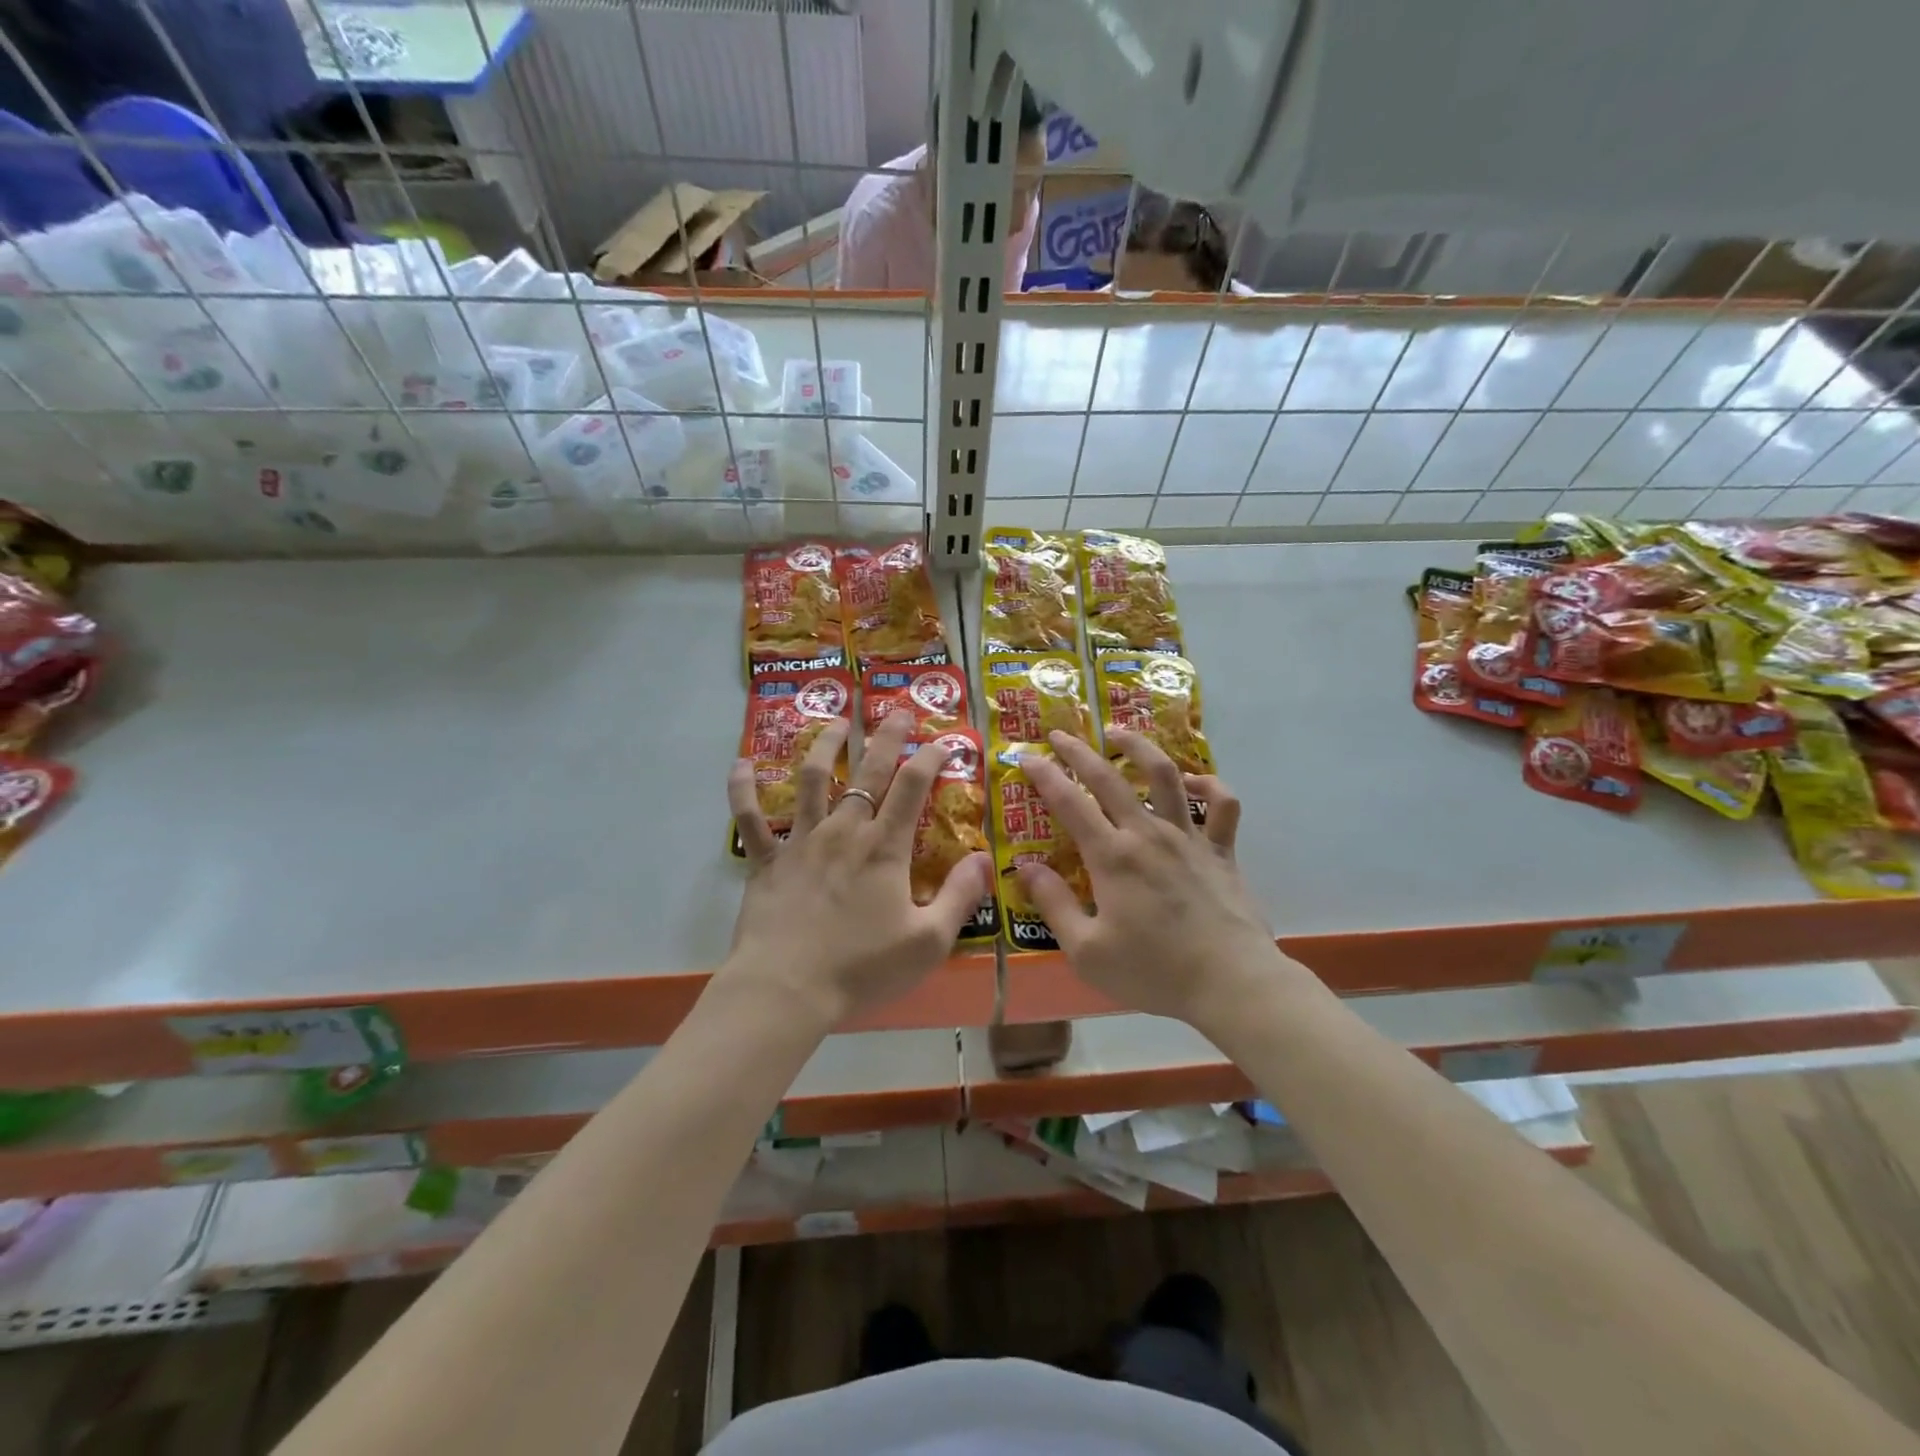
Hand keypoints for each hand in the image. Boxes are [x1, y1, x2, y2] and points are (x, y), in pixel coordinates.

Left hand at [723, 710, 992, 1028]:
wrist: (786, 990)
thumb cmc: (861, 968)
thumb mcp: (927, 942)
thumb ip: (959, 897)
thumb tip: (984, 858)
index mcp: (884, 847)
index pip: (913, 787)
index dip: (931, 757)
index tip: (945, 741)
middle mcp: (844, 831)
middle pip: (868, 771)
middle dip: (886, 737)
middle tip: (896, 711)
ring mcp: (801, 841)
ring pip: (812, 779)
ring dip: (825, 745)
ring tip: (835, 720)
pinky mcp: (766, 860)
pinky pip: (750, 817)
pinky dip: (742, 788)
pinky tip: (740, 763)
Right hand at [1016, 729, 1285, 1025]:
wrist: (1232, 983)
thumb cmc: (1155, 972)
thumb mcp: (1087, 951)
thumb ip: (1054, 905)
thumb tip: (1025, 868)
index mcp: (1112, 856)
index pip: (1069, 802)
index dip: (1044, 775)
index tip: (1026, 757)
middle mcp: (1148, 834)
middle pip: (1109, 777)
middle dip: (1079, 751)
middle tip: (1059, 733)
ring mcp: (1189, 837)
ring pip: (1165, 776)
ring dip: (1140, 748)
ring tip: (1120, 734)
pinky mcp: (1221, 851)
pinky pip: (1222, 806)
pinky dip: (1209, 786)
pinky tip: (1194, 783)